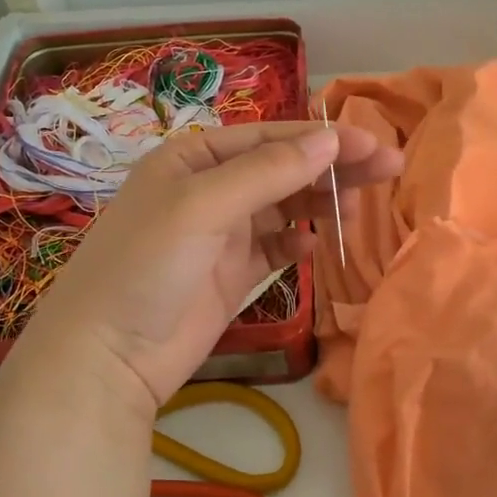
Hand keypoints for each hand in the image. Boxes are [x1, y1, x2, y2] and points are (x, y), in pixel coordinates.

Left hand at [9, 121, 403, 410]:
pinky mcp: (232, 276)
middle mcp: (209, 190)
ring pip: (284, 208)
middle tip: (389, 167)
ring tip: (356, 209)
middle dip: (333, 167)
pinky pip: (275, 249)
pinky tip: (315, 247)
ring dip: (320, 203)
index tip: (373, 146)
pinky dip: (297, 244)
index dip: (322, 140)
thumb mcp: (203, 207)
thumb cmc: (146, 265)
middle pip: (283, 170)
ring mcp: (222, 235)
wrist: (107, 357)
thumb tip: (331, 139)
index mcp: (193, 159)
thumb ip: (268, 173)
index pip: (269, 139)